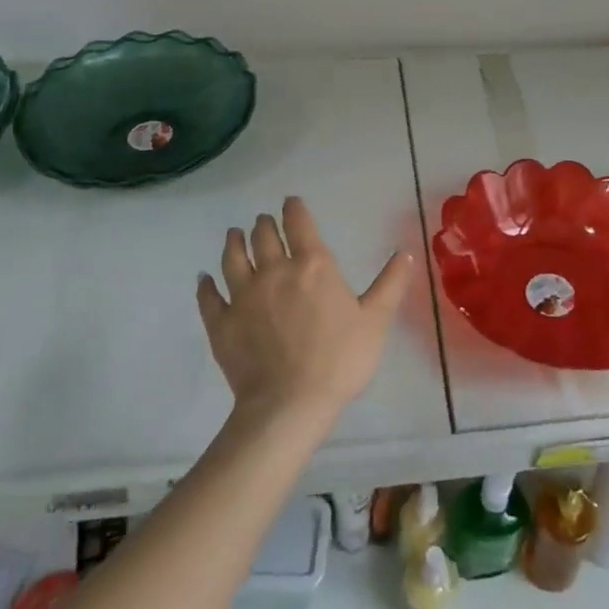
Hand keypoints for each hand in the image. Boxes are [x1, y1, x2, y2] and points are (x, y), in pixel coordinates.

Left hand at [198, 197, 412, 430]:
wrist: (289, 405)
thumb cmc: (339, 360)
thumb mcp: (375, 321)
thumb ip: (390, 284)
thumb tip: (404, 252)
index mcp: (313, 264)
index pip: (298, 222)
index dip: (293, 208)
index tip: (290, 203)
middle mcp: (275, 270)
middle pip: (263, 235)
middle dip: (264, 224)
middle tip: (264, 221)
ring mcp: (243, 295)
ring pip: (233, 257)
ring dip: (234, 242)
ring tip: (234, 235)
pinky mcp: (221, 322)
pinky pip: (209, 296)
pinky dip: (206, 285)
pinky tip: (204, 279)